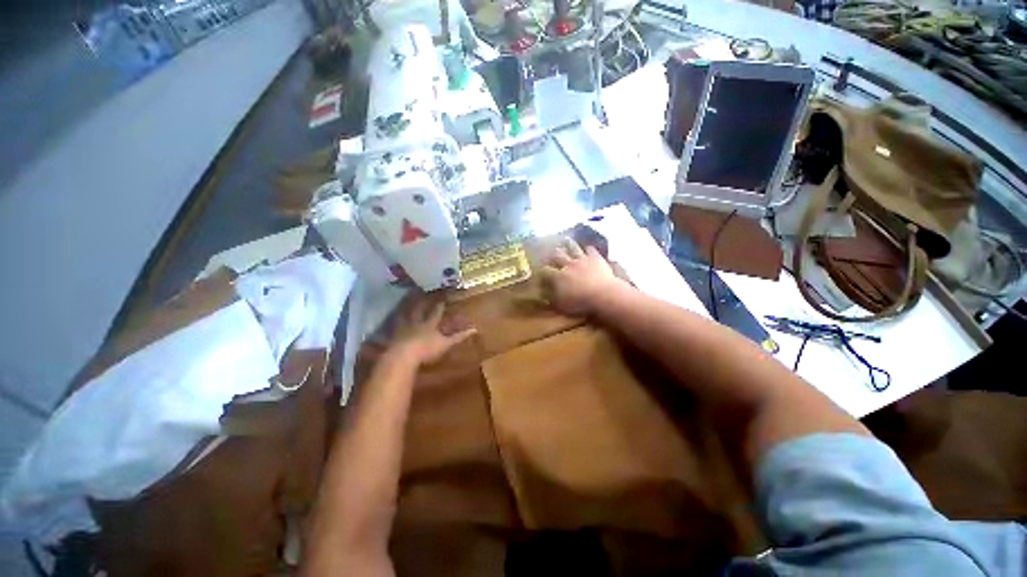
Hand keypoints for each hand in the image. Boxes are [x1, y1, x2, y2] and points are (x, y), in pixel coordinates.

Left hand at [389, 296, 476, 365]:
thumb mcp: (446, 344)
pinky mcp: (393, 337)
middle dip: (421, 303)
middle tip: (419, 293)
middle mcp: (416, 324)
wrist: (404, 356)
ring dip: (405, 310)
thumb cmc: (427, 349)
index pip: (436, 313)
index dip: (439, 306)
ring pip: (404, 317)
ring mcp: (403, 329)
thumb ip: (459, 337)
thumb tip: (475, 329)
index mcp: (429, 325)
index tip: (442, 298)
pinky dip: (390, 326)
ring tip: (403, 304)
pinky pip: (391, 328)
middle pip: (418, 311)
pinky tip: (387, 325)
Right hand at [540, 238, 623, 315]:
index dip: (542, 270)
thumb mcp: (562, 305)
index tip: (540, 270)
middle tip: (550, 252)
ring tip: (565, 239)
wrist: (603, 295)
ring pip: (573, 248)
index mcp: (558, 276)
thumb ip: (551, 298)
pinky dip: (588, 248)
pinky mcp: (595, 258)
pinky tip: (587, 247)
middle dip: (553, 253)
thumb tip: (542, 294)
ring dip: (568, 244)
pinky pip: (590, 250)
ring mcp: (582, 259)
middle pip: (558, 255)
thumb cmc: (581, 303)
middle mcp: (568, 265)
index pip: (546, 270)